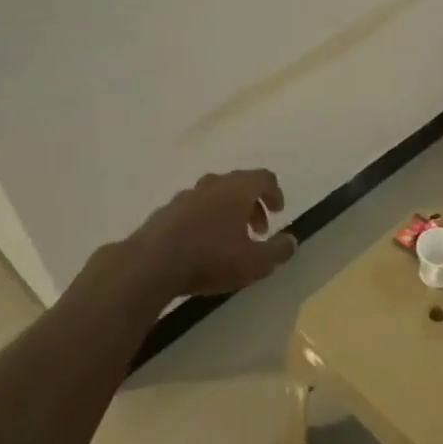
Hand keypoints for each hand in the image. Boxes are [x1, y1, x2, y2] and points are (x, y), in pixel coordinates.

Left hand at [73, 169, 297, 312]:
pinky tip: (200, 245)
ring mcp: (185, 196)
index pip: (264, 178)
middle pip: (239, 184)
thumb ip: (278, 251)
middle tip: (257, 230)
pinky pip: (192, 209)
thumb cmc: (211, 258)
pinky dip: (203, 220)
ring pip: (214, 195)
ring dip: (227, 212)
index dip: (274, 193)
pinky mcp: (164, 212)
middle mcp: (212, 185)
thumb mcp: (255, 262)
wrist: (150, 265)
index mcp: (237, 190)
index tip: (278, 212)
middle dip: (252, 205)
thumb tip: (292, 242)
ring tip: (229, 239)